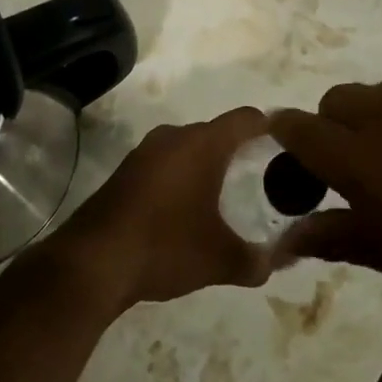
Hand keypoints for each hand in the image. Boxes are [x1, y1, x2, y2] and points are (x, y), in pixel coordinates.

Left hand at [45, 107, 272, 313]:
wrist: (92, 262)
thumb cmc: (165, 247)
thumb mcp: (220, 260)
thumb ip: (258, 260)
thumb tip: (280, 261)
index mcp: (202, 144)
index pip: (246, 119)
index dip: (270, 127)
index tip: (288, 144)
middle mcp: (174, 136)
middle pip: (217, 132)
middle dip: (241, 151)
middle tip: (264, 178)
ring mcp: (145, 151)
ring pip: (189, 147)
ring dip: (208, 164)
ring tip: (229, 195)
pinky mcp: (126, 170)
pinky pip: (167, 162)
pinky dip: (183, 176)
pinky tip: (188, 209)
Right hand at [270, 80, 381, 318]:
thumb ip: (332, 236)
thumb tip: (286, 238)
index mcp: (358, 154)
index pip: (298, 127)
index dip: (284, 136)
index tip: (287, 156)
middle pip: (334, 100)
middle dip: (329, 126)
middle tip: (349, 168)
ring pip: (375, 93)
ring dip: (369, 117)